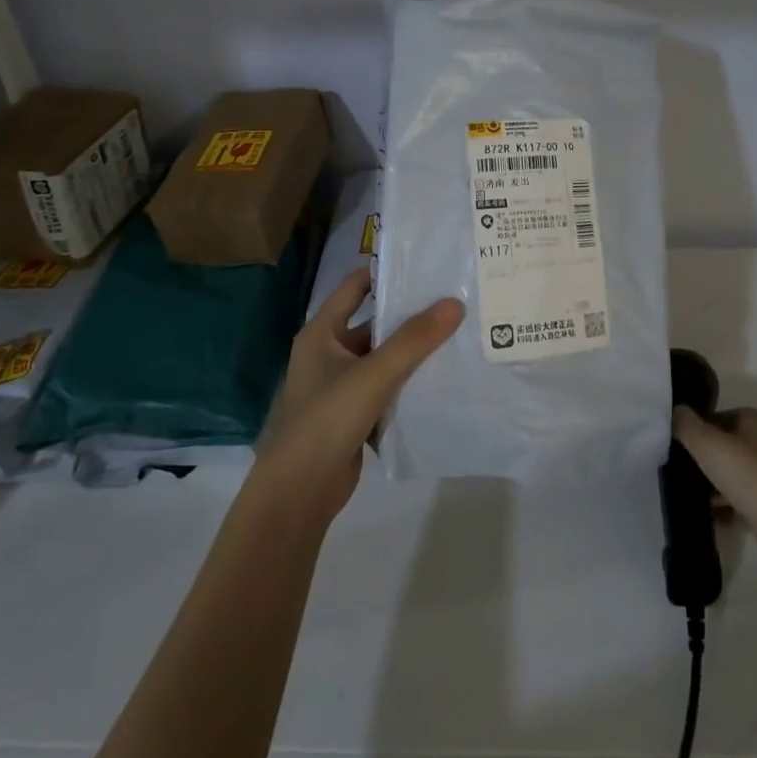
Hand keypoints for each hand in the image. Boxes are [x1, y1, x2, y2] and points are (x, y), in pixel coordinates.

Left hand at [254, 268, 463, 523]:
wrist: (299, 492)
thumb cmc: (327, 419)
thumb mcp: (373, 374)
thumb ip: (414, 340)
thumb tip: (454, 303)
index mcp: (322, 332)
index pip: (355, 286)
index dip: (386, 272)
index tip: (426, 265)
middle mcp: (329, 353)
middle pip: (373, 323)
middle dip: (409, 315)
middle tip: (453, 301)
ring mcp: (341, 385)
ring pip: (382, 357)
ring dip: (412, 350)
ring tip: (457, 335)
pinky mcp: (354, 413)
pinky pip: (386, 386)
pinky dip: (408, 381)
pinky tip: (442, 377)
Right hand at [672, 405, 756, 581]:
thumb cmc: (751, 477)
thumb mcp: (709, 444)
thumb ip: (686, 425)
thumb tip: (674, 411)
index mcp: (754, 422)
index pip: (716, 416)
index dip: (694, 427)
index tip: (671, 442)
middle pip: (723, 447)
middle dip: (700, 458)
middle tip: (671, 468)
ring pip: (730, 476)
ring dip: (709, 485)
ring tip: (681, 494)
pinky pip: (738, 504)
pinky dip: (722, 510)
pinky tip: (704, 517)